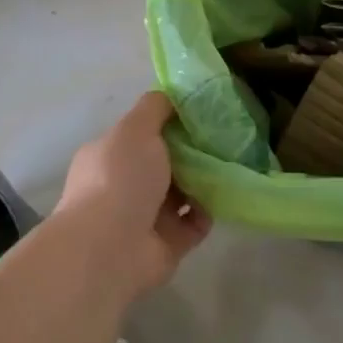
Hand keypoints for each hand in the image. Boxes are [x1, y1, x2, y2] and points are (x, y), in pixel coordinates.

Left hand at [53, 92, 211, 295]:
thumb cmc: (119, 179)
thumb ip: (154, 108)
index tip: (202, 113)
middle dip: (193, 152)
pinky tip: (224, 197)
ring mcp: (145, 217)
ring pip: (183, 193)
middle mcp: (125, 185)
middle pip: (166, 163)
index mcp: (110, 156)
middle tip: (224, 138)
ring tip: (232, 164)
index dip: (171, 123)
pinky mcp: (167, 244)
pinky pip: (195, 223)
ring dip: (205, 182)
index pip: (143, 134)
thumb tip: (170, 94)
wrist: (110, 249)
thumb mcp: (135, 129)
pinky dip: (208, 211)